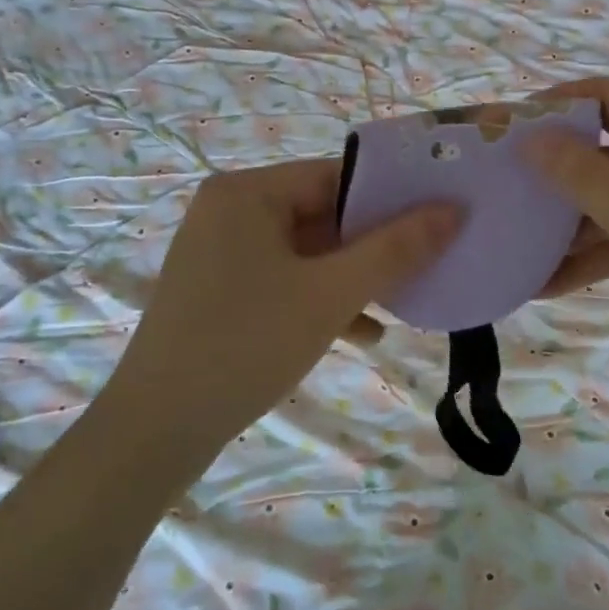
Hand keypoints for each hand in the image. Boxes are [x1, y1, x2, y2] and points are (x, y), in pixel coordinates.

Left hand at [114, 159, 460, 439]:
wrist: (154, 432)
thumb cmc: (246, 344)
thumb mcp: (331, 295)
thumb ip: (395, 249)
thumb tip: (453, 209)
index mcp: (248, 192)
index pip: (337, 177)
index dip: (392, 197)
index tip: (439, 218)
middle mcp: (230, 209)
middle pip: (322, 213)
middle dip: (374, 244)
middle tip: (428, 262)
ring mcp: (220, 251)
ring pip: (307, 251)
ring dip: (353, 277)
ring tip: (403, 301)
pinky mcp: (219, 289)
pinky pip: (284, 278)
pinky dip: (321, 298)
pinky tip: (363, 333)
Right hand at [524, 78, 608, 410]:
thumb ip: (585, 177)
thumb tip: (530, 136)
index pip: (604, 96)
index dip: (553, 104)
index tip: (502, 127)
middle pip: (597, 149)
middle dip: (547, 168)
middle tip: (492, 185)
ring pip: (600, 200)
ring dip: (558, 222)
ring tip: (503, 238)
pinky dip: (581, 258)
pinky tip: (538, 284)